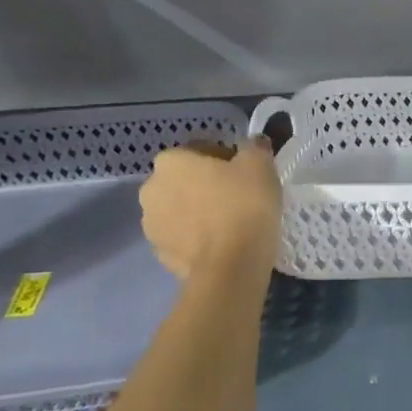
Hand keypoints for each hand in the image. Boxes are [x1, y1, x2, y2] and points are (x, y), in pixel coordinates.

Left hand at [138, 140, 280, 279]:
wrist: (231, 266)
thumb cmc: (244, 206)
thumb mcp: (260, 166)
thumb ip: (255, 148)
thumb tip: (254, 144)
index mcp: (171, 161)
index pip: (201, 150)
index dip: (227, 160)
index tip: (247, 175)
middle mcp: (151, 188)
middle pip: (186, 180)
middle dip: (208, 186)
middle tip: (240, 199)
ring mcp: (151, 224)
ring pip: (181, 210)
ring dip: (199, 212)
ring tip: (231, 225)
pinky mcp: (160, 254)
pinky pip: (182, 237)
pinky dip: (197, 238)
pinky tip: (222, 244)